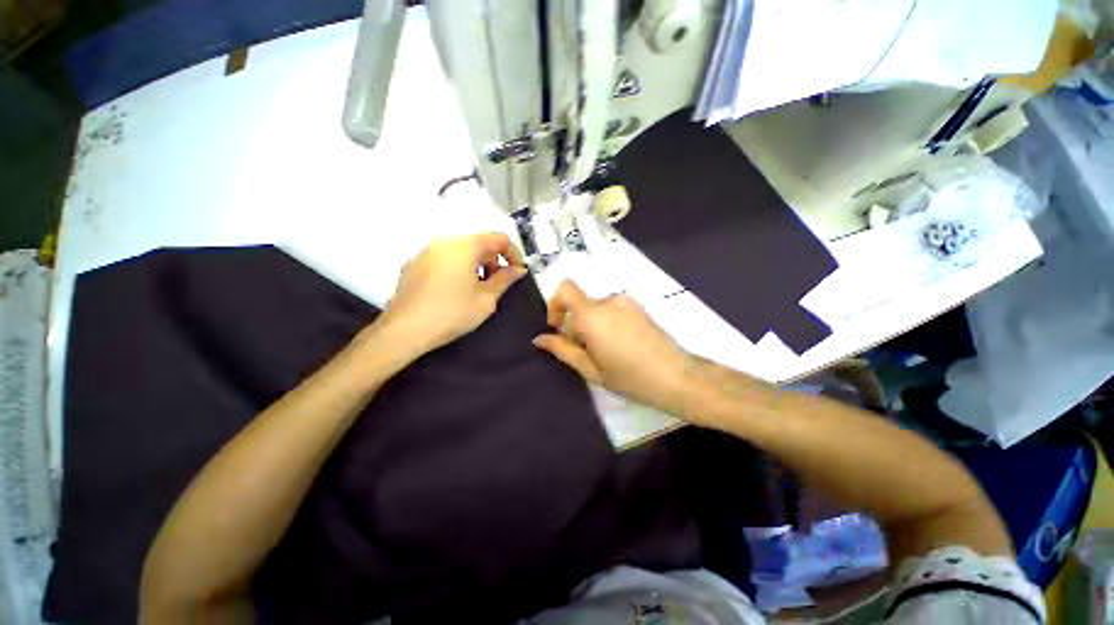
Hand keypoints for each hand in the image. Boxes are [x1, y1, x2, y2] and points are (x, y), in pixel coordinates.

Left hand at [377, 233, 526, 356]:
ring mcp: (426, 252)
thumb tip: (517, 269)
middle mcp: (445, 241)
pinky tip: (451, 293)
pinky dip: (453, 269)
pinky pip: (441, 260)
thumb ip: (504, 280)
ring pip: (458, 251)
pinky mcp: (413, 265)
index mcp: (465, 245)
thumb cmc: (450, 314)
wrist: (405, 328)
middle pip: (477, 242)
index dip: (513, 254)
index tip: (517, 273)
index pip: (498, 238)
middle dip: (492, 260)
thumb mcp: (485, 301)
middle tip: (497, 285)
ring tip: (474, 291)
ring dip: (472, 265)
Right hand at [533, 280, 693, 414]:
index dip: (555, 305)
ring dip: (593, 326)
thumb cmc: (630, 377)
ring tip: (605, 355)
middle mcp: (610, 301)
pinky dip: (608, 325)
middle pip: (582, 304)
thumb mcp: (591, 369)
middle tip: (585, 354)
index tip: (557, 328)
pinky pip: (614, 311)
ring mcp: (628, 303)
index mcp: (593, 315)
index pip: (565, 289)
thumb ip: (563, 350)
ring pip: (598, 309)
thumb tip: (540, 339)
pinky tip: (620, 350)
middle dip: (575, 324)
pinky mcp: (641, 309)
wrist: (675, 376)